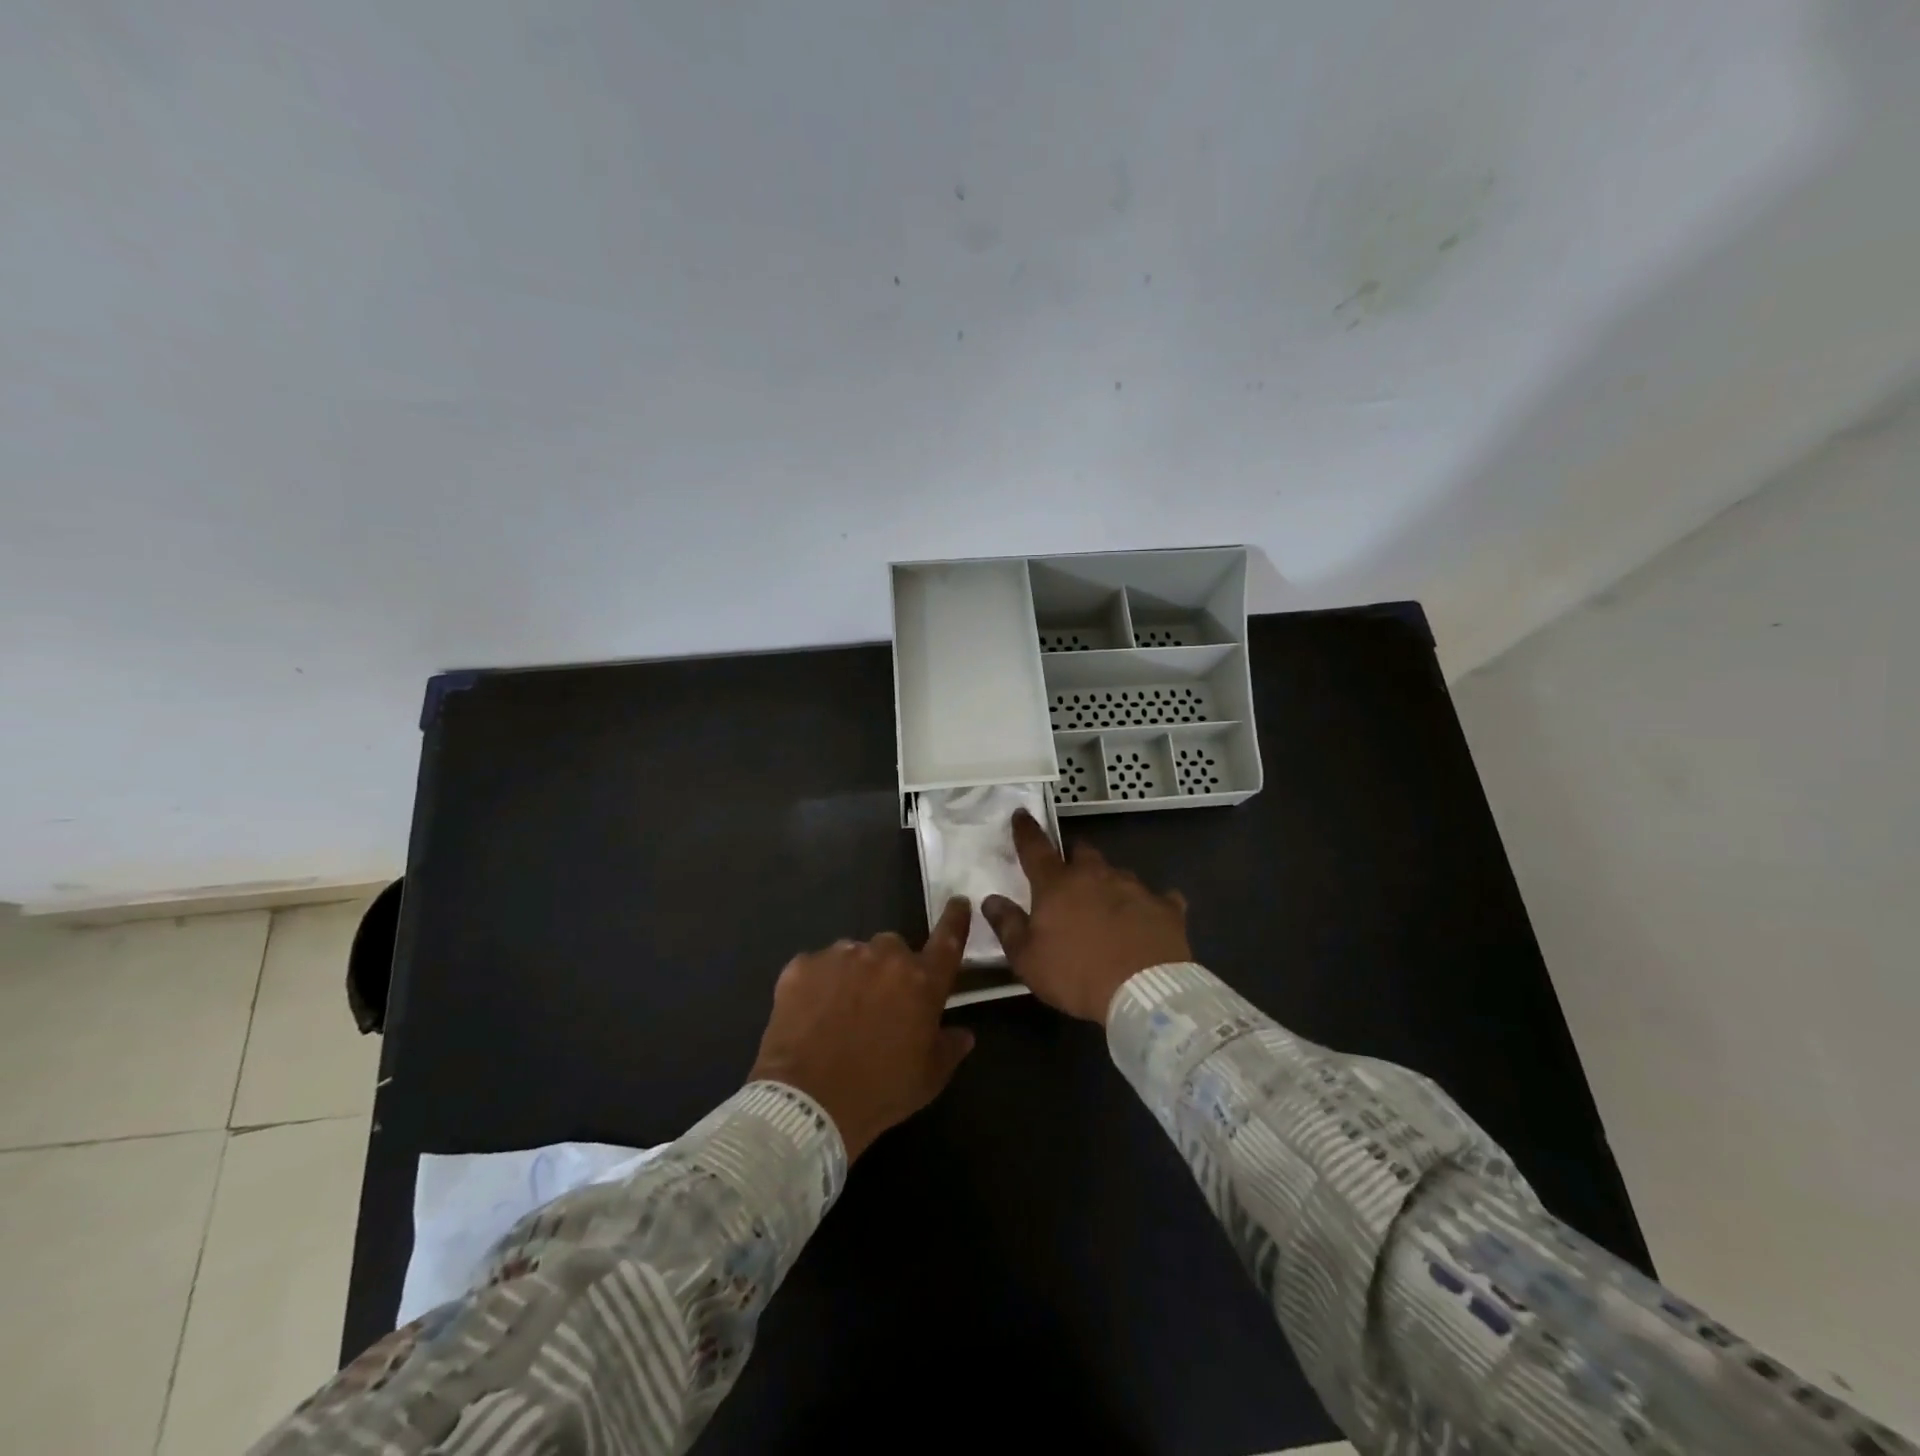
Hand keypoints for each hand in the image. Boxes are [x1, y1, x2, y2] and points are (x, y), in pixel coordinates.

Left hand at [748, 898, 976, 1160]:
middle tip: (879, 1005)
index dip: (955, 919)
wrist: (807, 1103)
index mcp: (922, 981)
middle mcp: (884, 957)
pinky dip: (818, 985)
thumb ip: (950, 1047)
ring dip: (854, 975)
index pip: (948, 940)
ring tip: (839, 1014)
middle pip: (893, 949)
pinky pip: (817, 967)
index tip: (958, 901)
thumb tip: (963, 1033)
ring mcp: (840, 956)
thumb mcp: (928, 1079)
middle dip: (890, 969)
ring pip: (854, 955)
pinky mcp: (802, 965)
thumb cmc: (879, 1092)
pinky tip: (811, 1016)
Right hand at [981, 810, 1190, 1022]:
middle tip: (1069, 875)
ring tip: (1108, 908)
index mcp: (1057, 885)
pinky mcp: (1166, 907)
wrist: (1145, 993)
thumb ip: (1008, 926)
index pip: (1035, 848)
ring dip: (1109, 884)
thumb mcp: (1027, 959)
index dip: (1026, 830)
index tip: (1022, 814)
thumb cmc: (1076, 975)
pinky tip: (1149, 920)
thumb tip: (991, 899)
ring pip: (1117, 874)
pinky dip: (1149, 906)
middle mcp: (1096, 875)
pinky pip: (1157, 899)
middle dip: (1074, 857)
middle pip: (1082, 852)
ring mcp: (1135, 887)